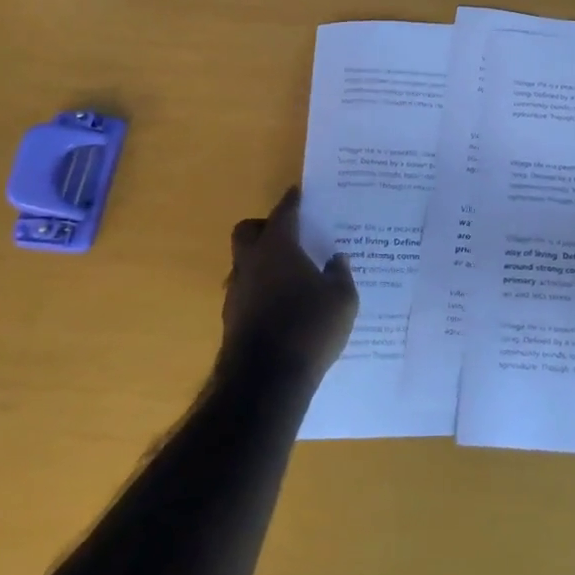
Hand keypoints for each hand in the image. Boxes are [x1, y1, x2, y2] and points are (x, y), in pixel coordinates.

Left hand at [221, 186, 358, 392]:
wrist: (266, 381)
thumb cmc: (309, 328)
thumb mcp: (342, 300)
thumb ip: (340, 274)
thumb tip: (338, 259)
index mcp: (277, 248)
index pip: (283, 213)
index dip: (292, 202)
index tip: (299, 193)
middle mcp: (251, 263)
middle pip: (248, 231)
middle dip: (265, 227)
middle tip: (290, 235)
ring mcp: (236, 292)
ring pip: (244, 263)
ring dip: (262, 262)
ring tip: (290, 274)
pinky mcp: (232, 319)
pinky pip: (246, 291)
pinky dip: (261, 290)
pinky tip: (282, 304)